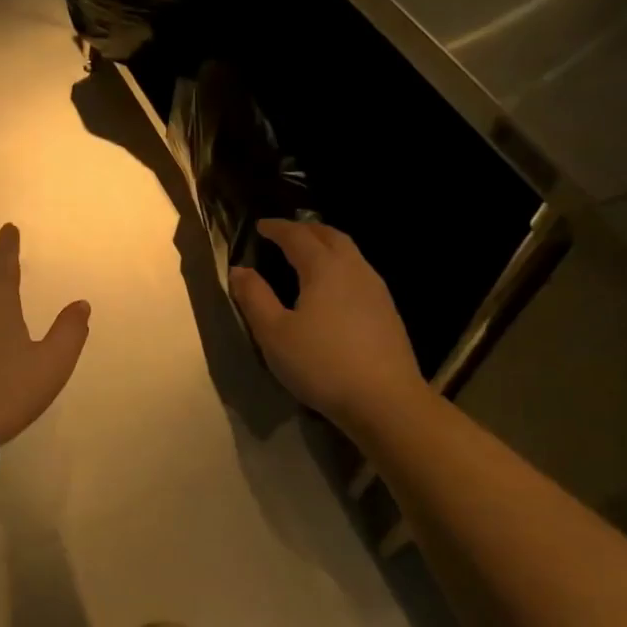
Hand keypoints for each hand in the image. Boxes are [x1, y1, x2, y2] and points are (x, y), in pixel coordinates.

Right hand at [229, 219, 431, 437]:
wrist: (385, 401)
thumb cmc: (322, 364)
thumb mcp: (274, 334)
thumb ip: (254, 297)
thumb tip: (239, 269)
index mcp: (324, 268)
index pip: (297, 236)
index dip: (277, 228)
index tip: (260, 225)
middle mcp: (354, 269)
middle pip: (331, 236)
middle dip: (306, 230)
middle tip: (285, 234)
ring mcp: (376, 289)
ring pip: (350, 253)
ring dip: (326, 245)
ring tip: (308, 255)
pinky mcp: (387, 311)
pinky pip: (360, 272)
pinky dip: (340, 265)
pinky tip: (333, 288)